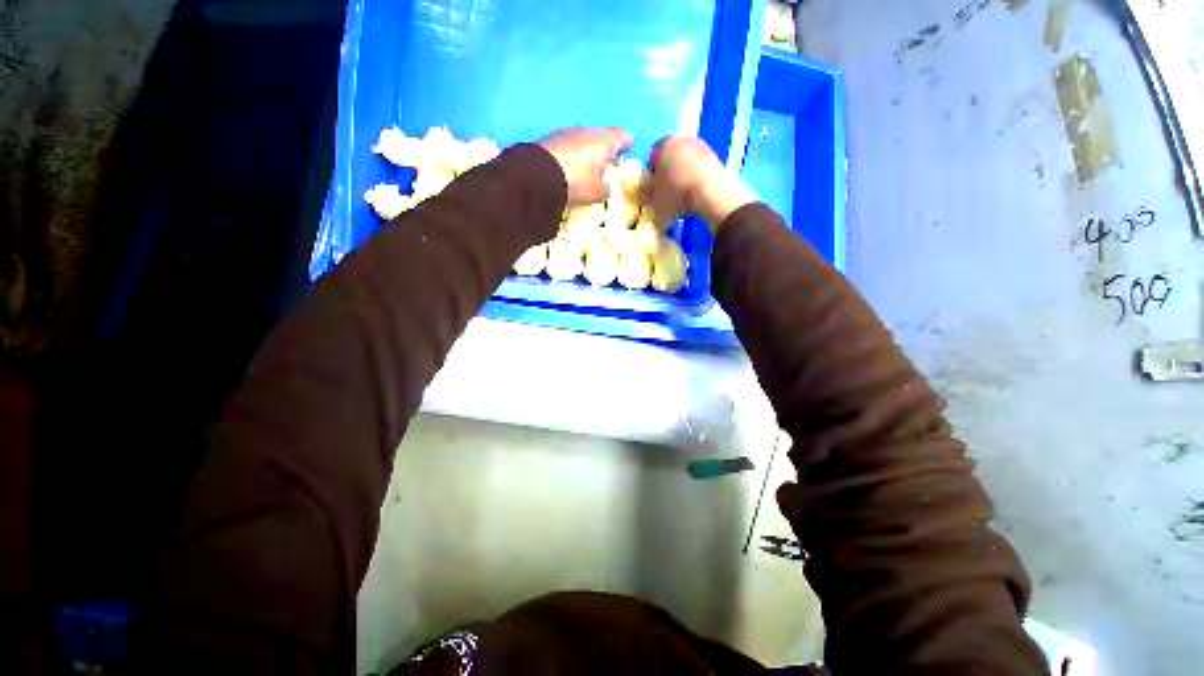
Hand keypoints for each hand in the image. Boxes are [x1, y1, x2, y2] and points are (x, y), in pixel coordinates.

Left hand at [538, 127, 632, 207]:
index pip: (620, 136)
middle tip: (611, 162)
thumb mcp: (597, 193)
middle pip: (601, 137)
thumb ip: (606, 189)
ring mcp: (566, 133)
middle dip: (607, 150)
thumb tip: (606, 186)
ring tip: (591, 167)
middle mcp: (586, 132)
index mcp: (602, 141)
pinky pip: (569, 145)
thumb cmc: (576, 182)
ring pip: (584, 140)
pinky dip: (575, 154)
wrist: (535, 177)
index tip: (628, 147)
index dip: (626, 142)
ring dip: (590, 152)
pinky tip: (572, 167)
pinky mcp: (550, 140)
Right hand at [649, 136, 755, 229]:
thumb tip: (643, 193)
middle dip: (668, 172)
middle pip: (670, 157)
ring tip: (683, 195)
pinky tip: (696, 193)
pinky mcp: (714, 156)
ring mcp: (700, 146)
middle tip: (667, 192)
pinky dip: (696, 177)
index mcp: (663, 145)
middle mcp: (681, 139)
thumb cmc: (676, 193)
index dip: (652, 175)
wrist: (710, 192)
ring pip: (685, 161)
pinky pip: (699, 167)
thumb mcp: (654, 199)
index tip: (654, 189)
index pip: (652, 158)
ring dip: (682, 174)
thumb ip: (646, 194)